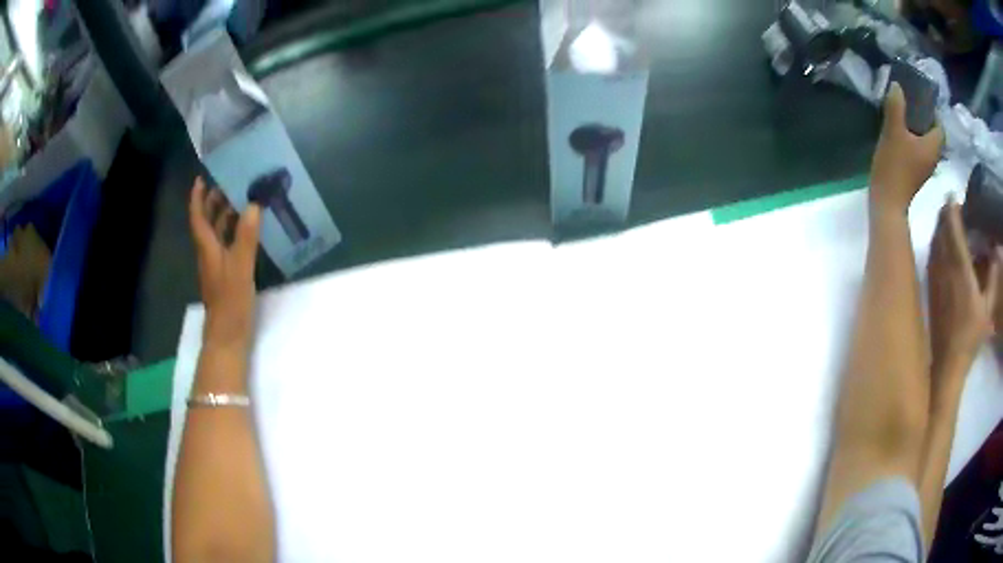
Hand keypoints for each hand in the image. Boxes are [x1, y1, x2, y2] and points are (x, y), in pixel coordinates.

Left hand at [189, 177, 261, 352]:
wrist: (228, 337)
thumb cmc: (231, 302)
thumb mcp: (240, 267)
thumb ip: (246, 236)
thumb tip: (253, 204)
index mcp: (207, 248)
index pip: (198, 217)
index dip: (197, 197)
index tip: (202, 178)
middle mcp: (209, 253)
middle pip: (206, 223)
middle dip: (214, 202)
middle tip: (229, 183)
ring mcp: (217, 265)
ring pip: (217, 234)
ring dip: (225, 216)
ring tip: (242, 200)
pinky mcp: (226, 276)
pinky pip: (227, 246)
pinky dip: (234, 233)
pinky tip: (248, 231)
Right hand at [870, 83, 943, 212]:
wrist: (887, 203)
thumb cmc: (894, 166)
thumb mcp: (893, 130)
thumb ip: (895, 105)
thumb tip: (897, 85)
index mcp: (933, 147)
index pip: (940, 127)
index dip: (933, 112)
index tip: (920, 99)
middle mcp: (933, 158)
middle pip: (933, 134)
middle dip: (924, 119)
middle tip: (910, 103)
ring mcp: (924, 168)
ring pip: (925, 142)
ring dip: (918, 129)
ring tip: (903, 116)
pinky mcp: (915, 174)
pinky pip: (918, 150)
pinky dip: (913, 140)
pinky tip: (900, 134)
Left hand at [927, 199, 998, 380]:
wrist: (947, 364)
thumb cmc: (971, 337)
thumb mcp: (988, 308)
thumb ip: (993, 277)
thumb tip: (997, 250)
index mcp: (960, 267)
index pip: (952, 226)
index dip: (952, 207)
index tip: (953, 194)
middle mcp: (944, 267)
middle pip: (941, 229)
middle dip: (945, 213)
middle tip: (952, 205)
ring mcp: (934, 278)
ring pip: (934, 241)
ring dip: (939, 226)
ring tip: (946, 219)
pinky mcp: (929, 289)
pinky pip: (930, 256)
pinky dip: (935, 243)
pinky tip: (940, 244)